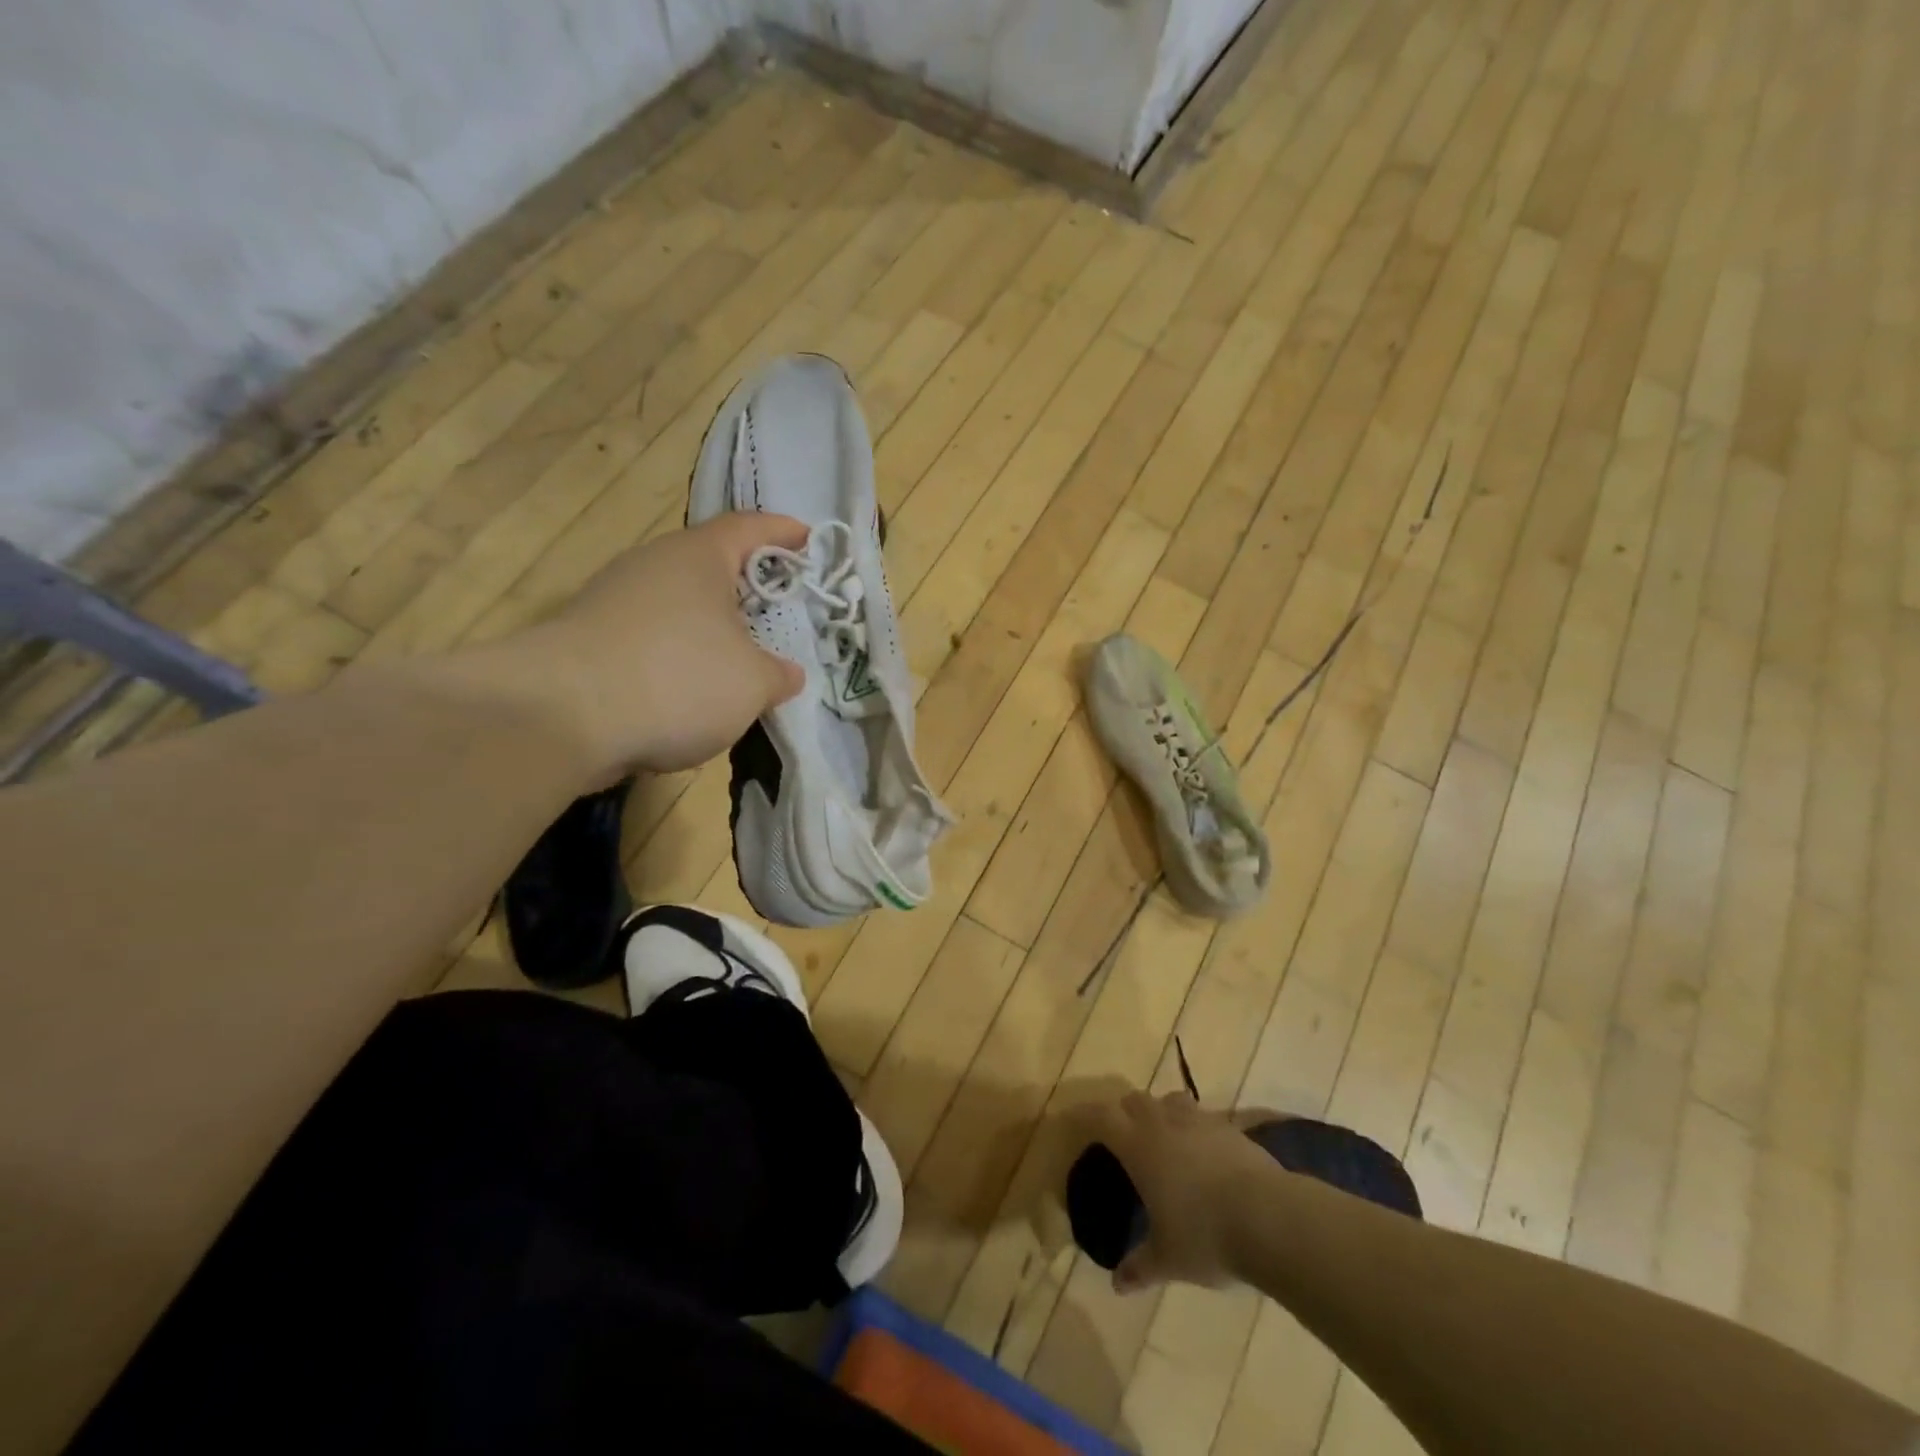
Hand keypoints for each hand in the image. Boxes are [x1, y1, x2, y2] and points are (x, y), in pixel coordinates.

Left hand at [494, 513, 808, 775]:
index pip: (749, 527)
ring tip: (739, 658)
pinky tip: (691, 691)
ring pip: (678, 605)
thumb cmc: (678, 679)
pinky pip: (652, 638)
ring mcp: (614, 601)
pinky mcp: (589, 640)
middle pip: (709, 565)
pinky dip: (679, 655)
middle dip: (746, 585)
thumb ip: (779, 675)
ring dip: (710, 626)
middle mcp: (653, 566)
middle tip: (778, 608)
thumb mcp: (752, 683)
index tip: (808, 538)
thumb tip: (787, 674)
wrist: (561, 717)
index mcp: (698, 557)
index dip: (782, 531)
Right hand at [1086, 1091, 1282, 1294]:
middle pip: (1134, 1100)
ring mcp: (1199, 1120)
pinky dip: (1195, 1128)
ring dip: (1160, 1112)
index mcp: (1138, 1146)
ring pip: (1170, 1100)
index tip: (1075, 1120)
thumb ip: (1140, 1267)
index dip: (1085, 1116)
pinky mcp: (1230, 1127)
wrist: (1269, 1217)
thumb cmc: (1205, 1235)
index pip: (1101, 1117)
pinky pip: (1203, 1117)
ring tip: (1163, 1138)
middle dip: (1124, 1112)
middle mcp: (1163, 1123)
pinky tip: (1202, 1154)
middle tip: (1121, 1136)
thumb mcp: (1168, 1259)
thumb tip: (1117, 1285)